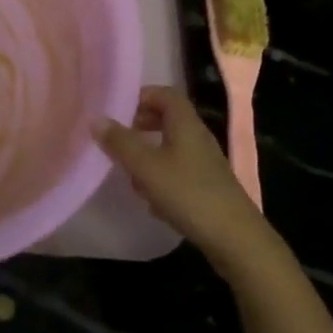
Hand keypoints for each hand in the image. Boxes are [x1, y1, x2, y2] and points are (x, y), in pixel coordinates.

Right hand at [95, 86, 275, 271]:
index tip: (118, 110)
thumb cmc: (187, 193)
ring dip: (150, 153)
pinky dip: (162, 176)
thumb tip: (96, 119)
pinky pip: (179, 170)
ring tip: (130, 171)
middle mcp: (198, 137)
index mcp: (185, 123)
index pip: (165, 93)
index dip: (141, 96)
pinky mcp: (208, 186)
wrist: (235, 238)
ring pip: (172, 146)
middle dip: (142, 124)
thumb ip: (120, 142)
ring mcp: (206, 163)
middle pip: (168, 118)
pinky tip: (151, 199)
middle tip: (120, 137)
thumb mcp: (146, 166)